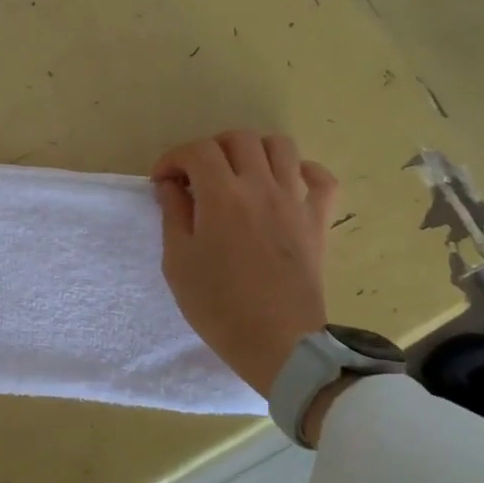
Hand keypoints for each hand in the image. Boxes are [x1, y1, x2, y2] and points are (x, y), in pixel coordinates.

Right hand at [151, 130, 336, 395]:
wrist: (278, 343)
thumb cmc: (218, 305)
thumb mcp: (178, 262)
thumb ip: (173, 214)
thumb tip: (171, 185)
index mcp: (221, 196)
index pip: (197, 151)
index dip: (173, 159)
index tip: (163, 182)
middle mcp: (261, 187)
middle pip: (239, 139)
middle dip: (211, 149)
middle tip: (197, 177)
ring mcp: (295, 201)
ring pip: (280, 146)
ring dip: (253, 151)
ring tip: (238, 174)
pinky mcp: (318, 220)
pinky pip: (321, 178)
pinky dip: (302, 171)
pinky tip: (284, 184)